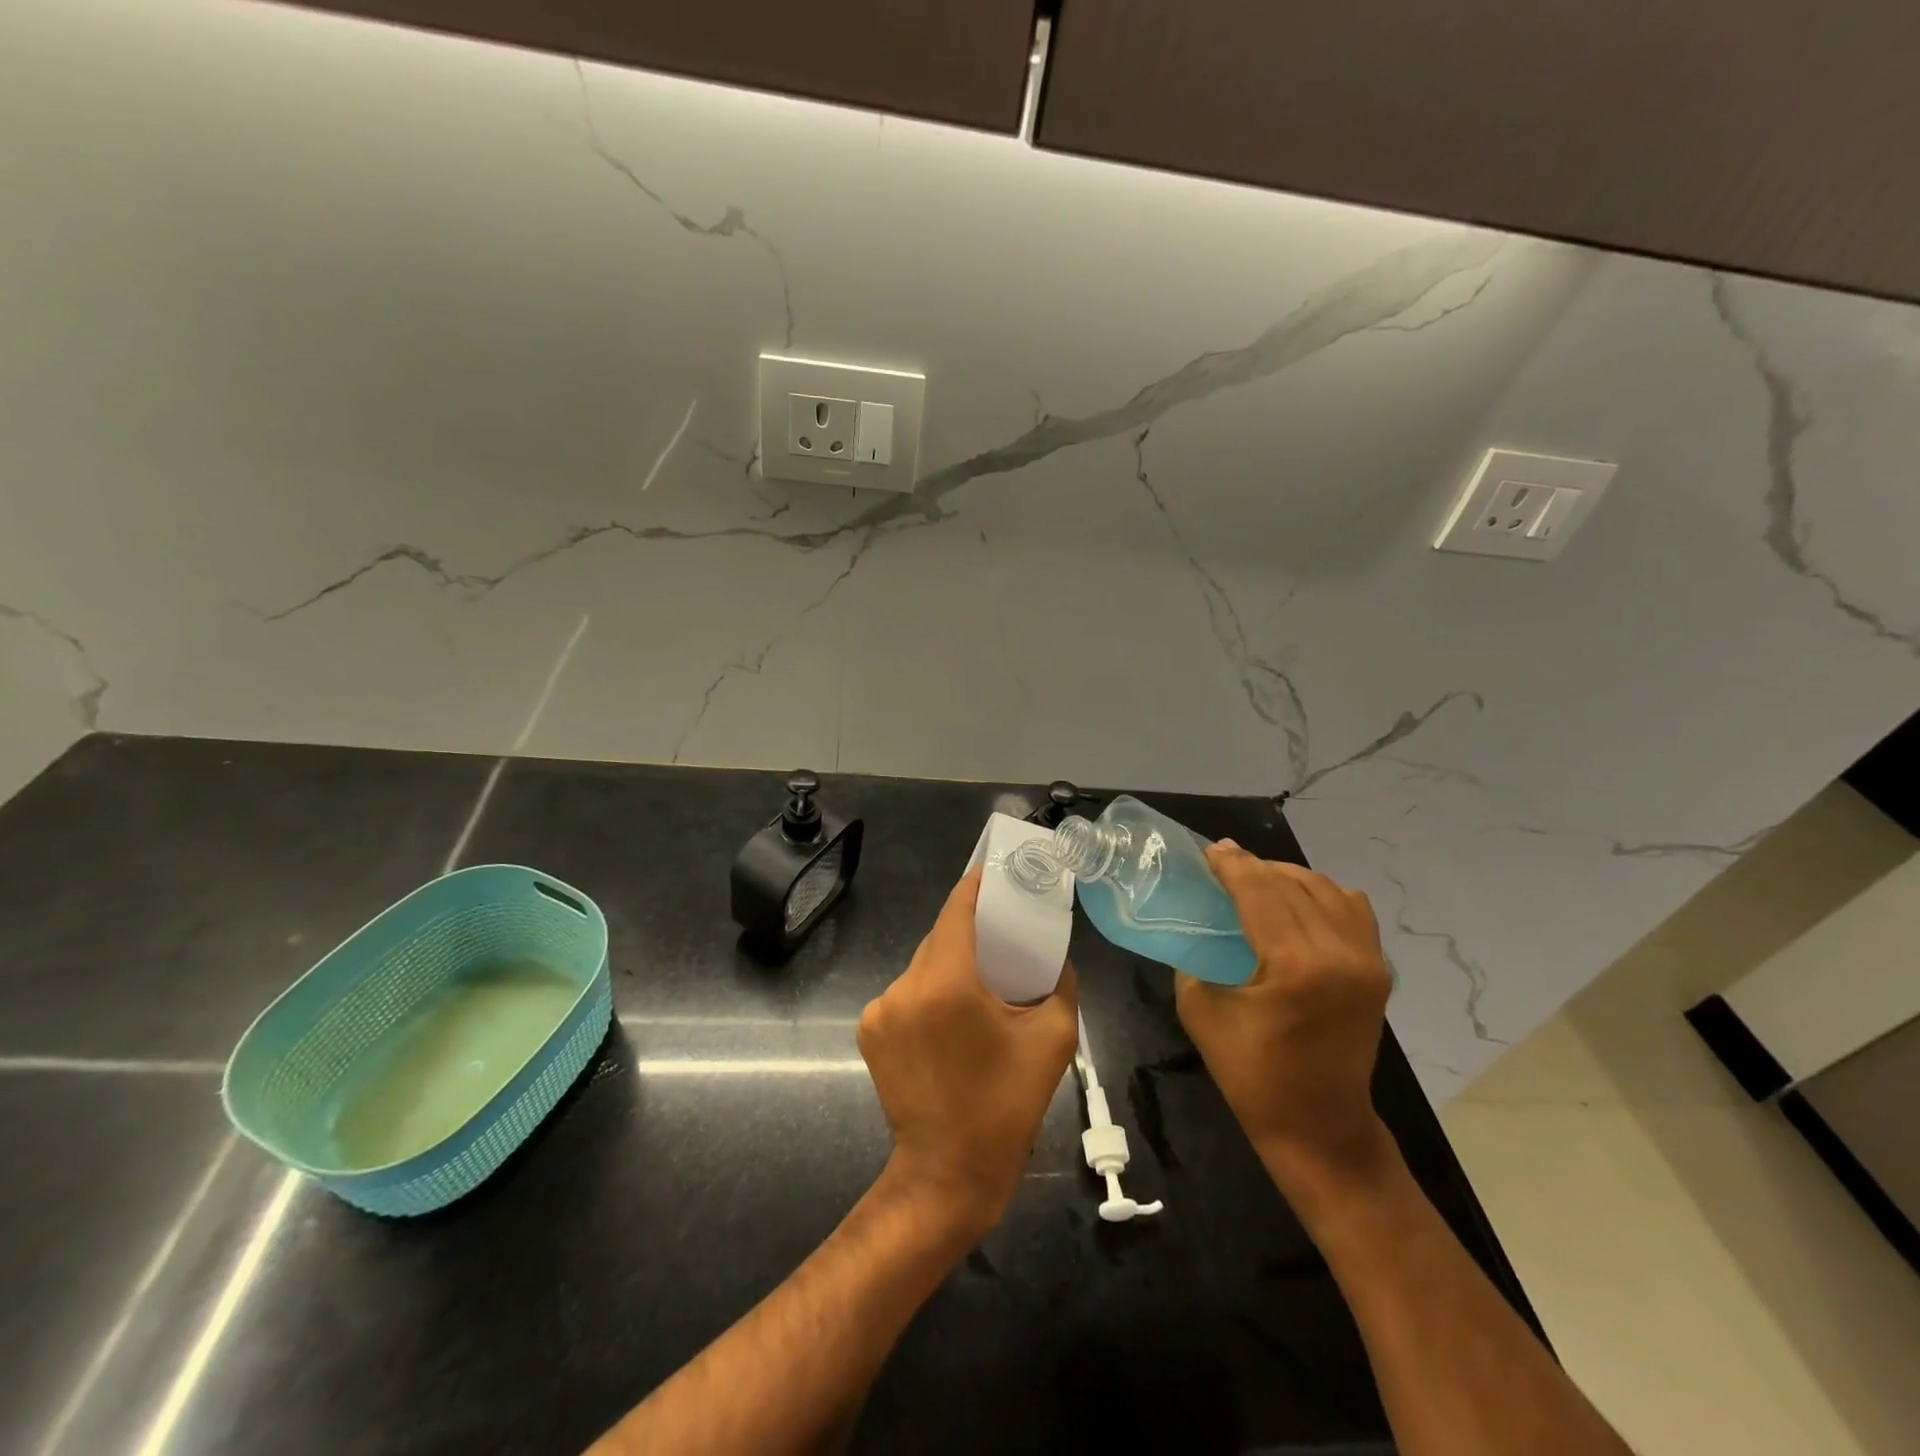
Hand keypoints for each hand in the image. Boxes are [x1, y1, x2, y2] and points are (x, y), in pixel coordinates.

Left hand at [857, 869, 1079, 1239]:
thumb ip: (1061, 986)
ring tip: (982, 981)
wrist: (946, 1174)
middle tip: (1003, 932)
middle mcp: (906, 986)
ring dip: (951, 963)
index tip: (997, 874)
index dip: (977, 886)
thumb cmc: (1005, 1107)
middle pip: (940, 936)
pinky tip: (952, 1014)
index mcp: (948, 983)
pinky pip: (907, 992)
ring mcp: (881, 1008)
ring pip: (923, 964)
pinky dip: (930, 991)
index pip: (957, 909)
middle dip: (971, 929)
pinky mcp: (870, 1029)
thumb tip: (1057, 959)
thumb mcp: (1052, 1041)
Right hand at [1176, 841, 1392, 1185]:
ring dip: (1287, 877)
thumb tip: (1198, 923)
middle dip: (1254, 867)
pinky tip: (1297, 902)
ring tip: (1257, 880)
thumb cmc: (1252, 1076)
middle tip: (1224, 863)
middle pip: (1291, 884)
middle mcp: (1339, 953)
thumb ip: (1197, 958)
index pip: (1260, 891)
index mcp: (1295, 965)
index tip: (1210, 850)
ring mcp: (1367, 960)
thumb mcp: (1201, 1011)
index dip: (1232, 865)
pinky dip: (1322, 894)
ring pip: (1325, 889)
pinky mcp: (1378, 970)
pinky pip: (1352, 908)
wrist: (1320, 1127)